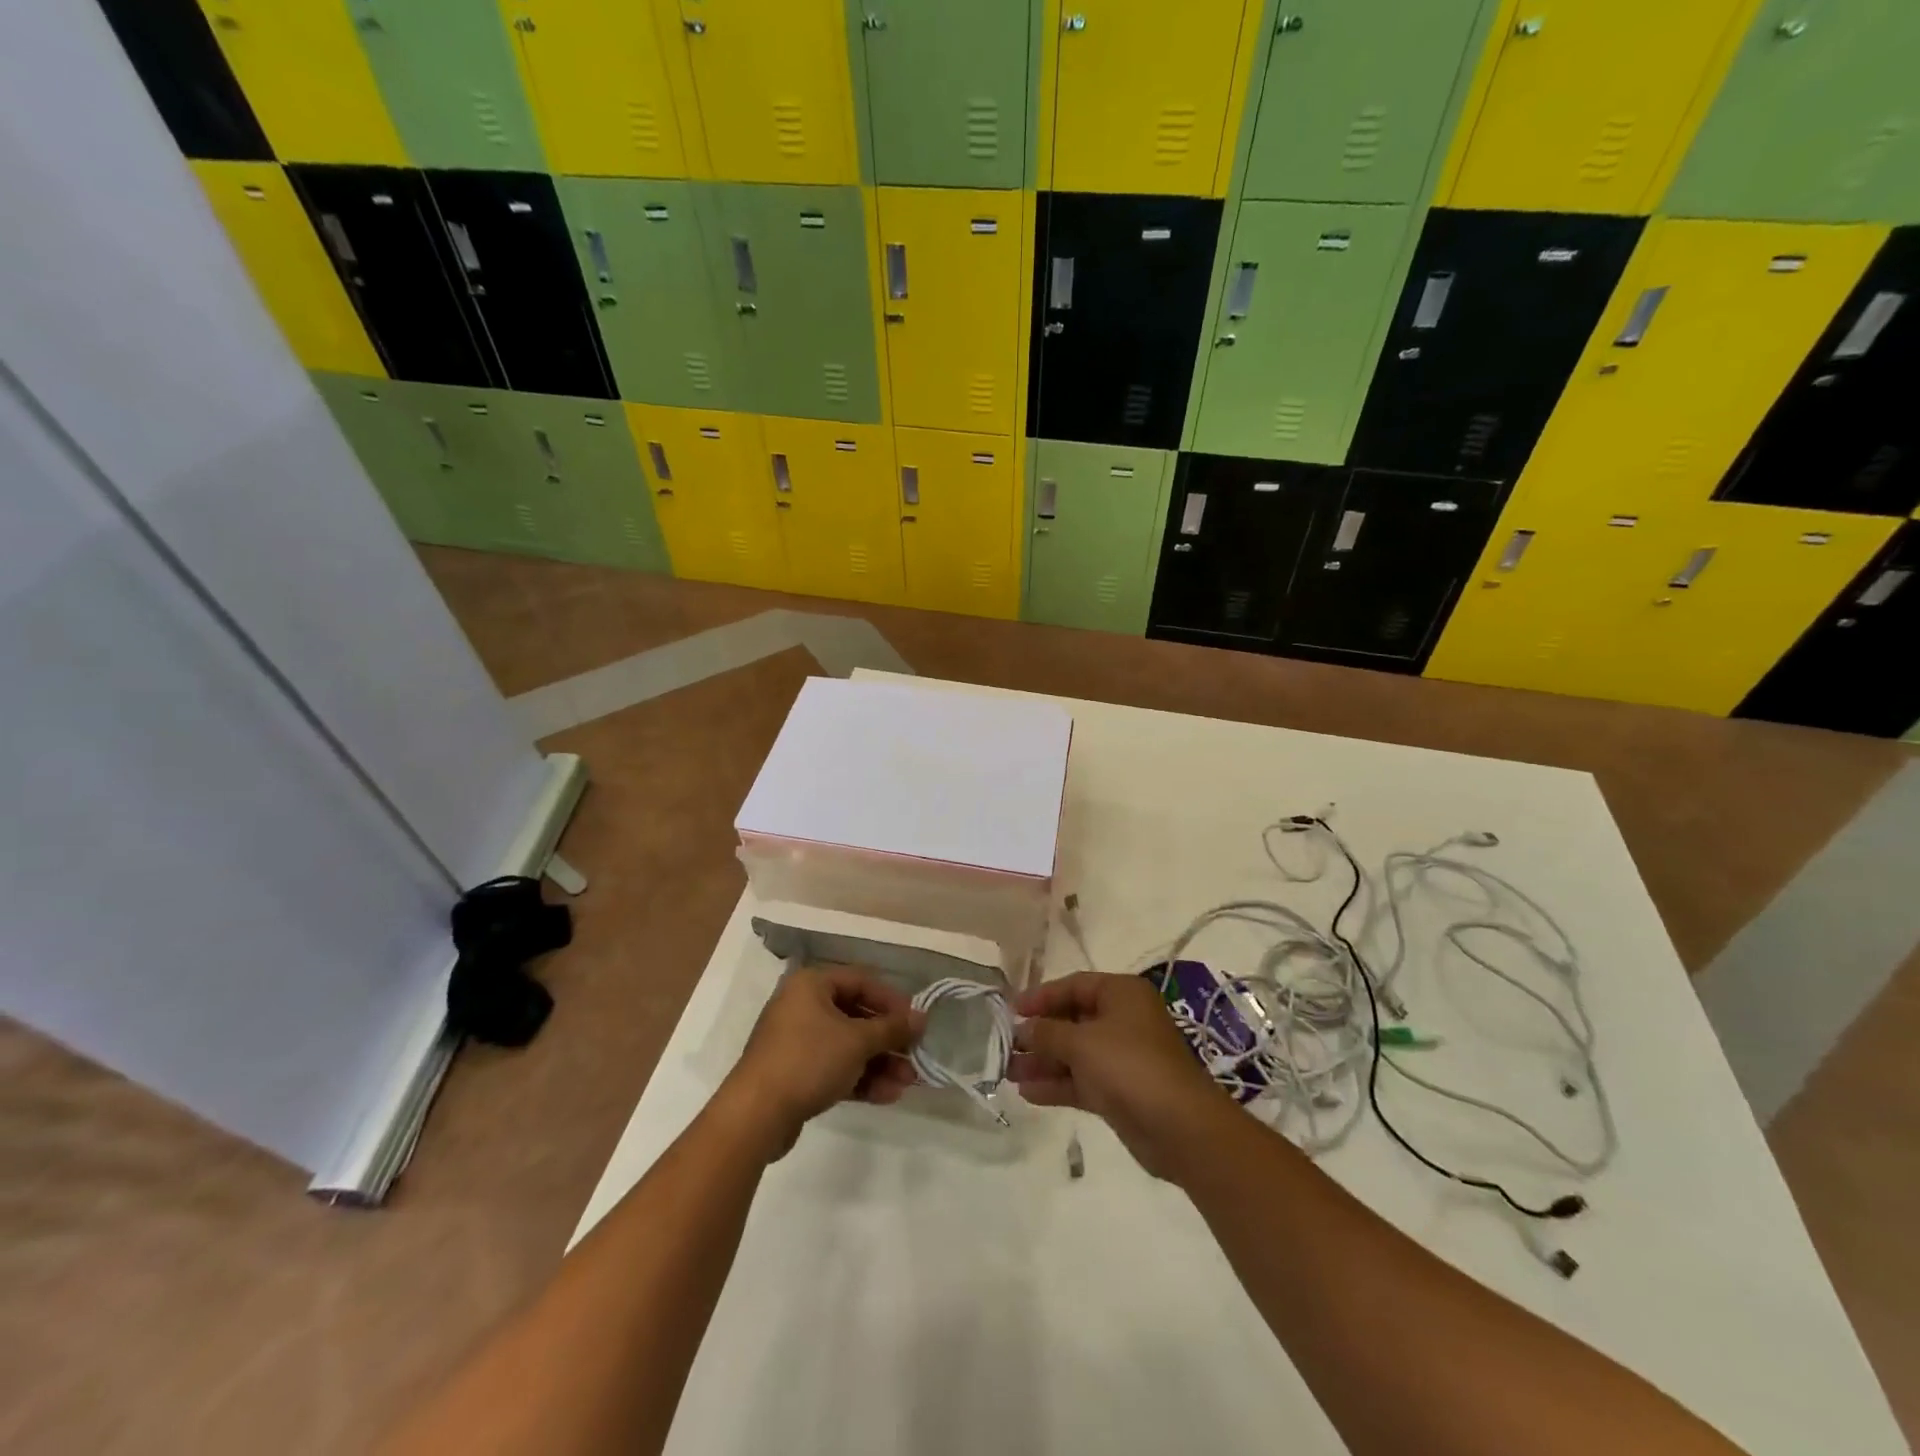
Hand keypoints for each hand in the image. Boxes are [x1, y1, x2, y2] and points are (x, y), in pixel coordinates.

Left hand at [722, 966, 925, 1159]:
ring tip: (906, 1083)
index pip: (862, 981)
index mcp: (812, 985)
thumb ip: (891, 1028)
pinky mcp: (795, 1073)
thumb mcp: (857, 1041)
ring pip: (847, 1046)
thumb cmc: (808, 1060)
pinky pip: (834, 1068)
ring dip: (879, 1063)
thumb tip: (921, 1018)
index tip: (916, 1022)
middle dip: (888, 1040)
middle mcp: (803, 1006)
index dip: (892, 1001)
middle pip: (856, 1016)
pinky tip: (886, 1096)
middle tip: (914, 1057)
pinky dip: (859, 1078)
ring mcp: (797, 1041)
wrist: (756, 1114)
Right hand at [1010, 971, 1232, 1180]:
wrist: (1180, 1127)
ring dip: (1043, 1061)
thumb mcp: (1082, 1043)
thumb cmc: (1130, 1066)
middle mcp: (1123, 1020)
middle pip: (1072, 1019)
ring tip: (1006, 1072)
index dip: (1041, 996)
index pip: (1074, 985)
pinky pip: (1081, 1080)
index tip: (1011, 1010)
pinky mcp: (1119, 1090)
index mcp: (1121, 994)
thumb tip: (1021, 1029)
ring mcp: (1121, 1057)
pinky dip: (1057, 1084)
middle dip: (1039, 1033)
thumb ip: (1047, 1033)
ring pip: (1074, 1053)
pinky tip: (1027, 1092)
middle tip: (1004, 1044)